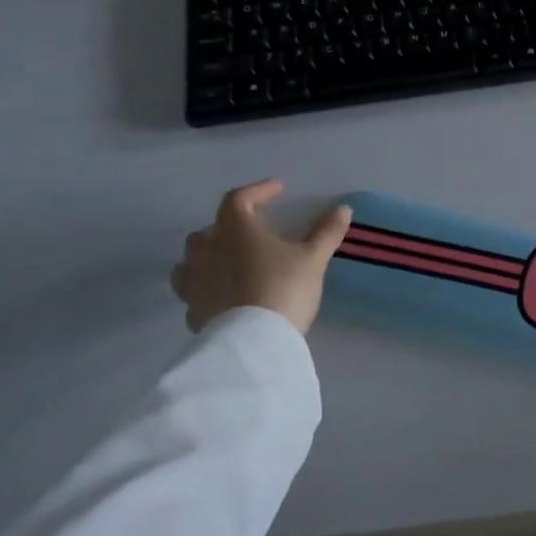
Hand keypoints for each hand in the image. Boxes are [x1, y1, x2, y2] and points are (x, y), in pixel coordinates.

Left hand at [172, 179, 352, 335]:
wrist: (253, 345)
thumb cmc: (283, 289)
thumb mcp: (313, 259)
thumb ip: (326, 232)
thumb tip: (344, 209)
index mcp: (235, 231)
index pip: (238, 199)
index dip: (257, 191)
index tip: (277, 190)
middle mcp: (208, 253)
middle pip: (208, 230)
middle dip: (228, 226)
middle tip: (252, 230)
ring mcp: (195, 285)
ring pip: (191, 263)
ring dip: (209, 257)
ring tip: (230, 263)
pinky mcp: (194, 314)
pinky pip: (195, 294)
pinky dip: (208, 289)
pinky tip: (225, 297)